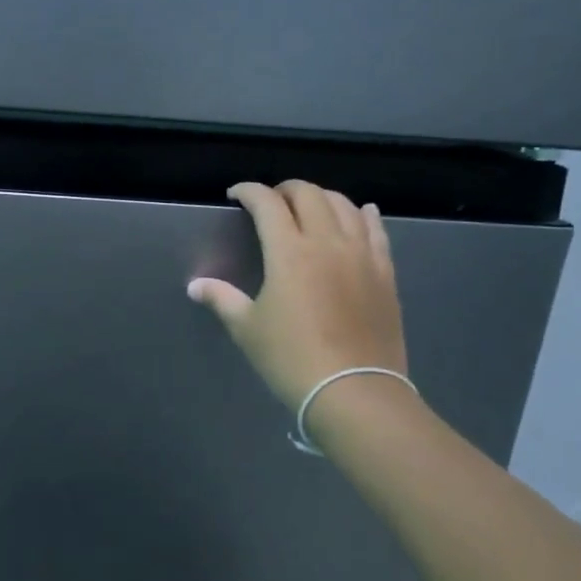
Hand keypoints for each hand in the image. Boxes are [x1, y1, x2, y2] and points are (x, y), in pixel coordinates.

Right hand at [188, 181, 407, 412]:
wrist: (355, 392)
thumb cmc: (292, 358)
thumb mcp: (247, 329)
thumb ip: (222, 299)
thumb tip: (195, 286)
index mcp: (289, 252)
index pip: (267, 203)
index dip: (248, 191)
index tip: (235, 195)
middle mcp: (327, 242)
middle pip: (308, 194)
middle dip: (284, 189)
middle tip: (270, 201)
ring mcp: (361, 255)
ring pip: (344, 205)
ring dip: (322, 197)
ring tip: (309, 207)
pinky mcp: (385, 273)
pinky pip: (377, 230)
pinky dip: (365, 215)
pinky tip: (362, 212)